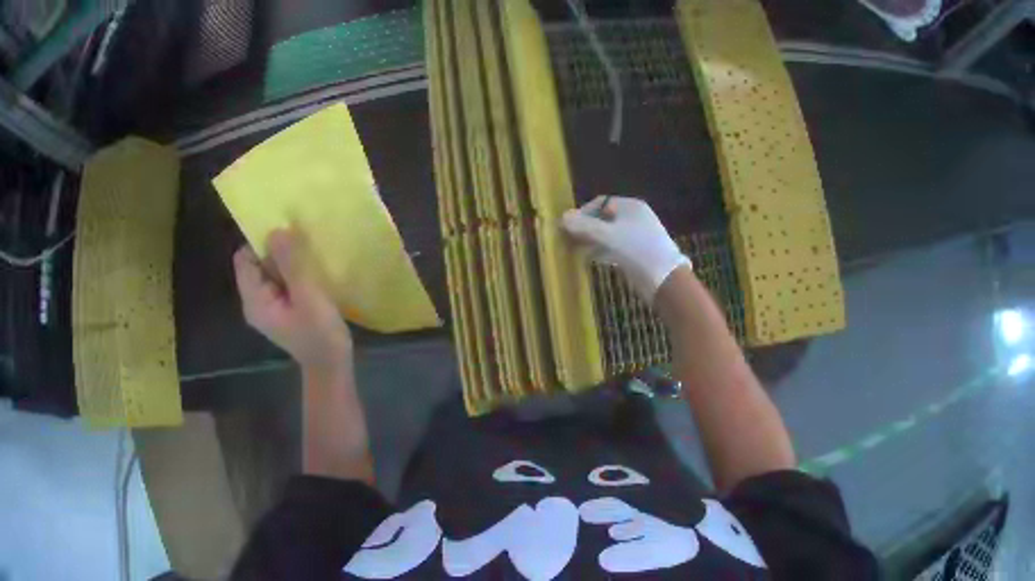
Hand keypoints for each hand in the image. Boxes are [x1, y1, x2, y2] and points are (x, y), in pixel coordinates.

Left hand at [233, 229, 351, 370]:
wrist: (332, 367)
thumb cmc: (320, 334)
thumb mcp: (308, 295)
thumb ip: (290, 263)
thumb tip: (275, 230)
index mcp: (254, 300)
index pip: (244, 258)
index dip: (260, 242)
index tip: (286, 236)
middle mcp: (254, 301)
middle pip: (256, 262)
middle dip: (277, 250)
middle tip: (303, 246)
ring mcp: (267, 305)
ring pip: (270, 270)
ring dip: (287, 260)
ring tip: (309, 258)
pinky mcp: (280, 307)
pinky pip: (280, 280)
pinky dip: (292, 272)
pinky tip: (310, 273)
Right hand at [562, 196, 689, 302]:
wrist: (665, 280)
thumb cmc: (637, 250)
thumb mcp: (608, 236)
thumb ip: (584, 226)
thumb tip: (562, 217)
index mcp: (630, 206)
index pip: (601, 203)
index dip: (583, 213)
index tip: (569, 227)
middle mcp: (635, 217)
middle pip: (604, 218)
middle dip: (586, 229)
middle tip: (569, 240)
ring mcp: (639, 236)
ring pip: (609, 234)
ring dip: (592, 241)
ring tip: (576, 251)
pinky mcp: (639, 254)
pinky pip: (616, 248)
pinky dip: (603, 251)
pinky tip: (591, 259)